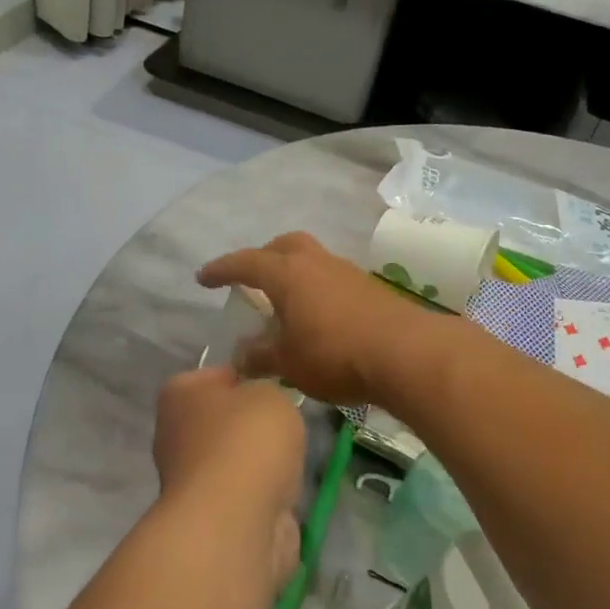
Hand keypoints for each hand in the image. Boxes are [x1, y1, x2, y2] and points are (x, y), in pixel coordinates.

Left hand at [154, 368, 306, 594]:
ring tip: (290, 462)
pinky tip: (283, 495)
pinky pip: (244, 495)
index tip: (275, 387)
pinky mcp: (210, 517)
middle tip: (287, 425)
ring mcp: (190, 480)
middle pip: (223, 421)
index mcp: (179, 395)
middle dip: (252, 425)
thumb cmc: (247, 442)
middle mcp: (175, 434)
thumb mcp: (270, 394)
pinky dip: (263, 497)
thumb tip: (260, 405)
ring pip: (235, 460)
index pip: (214, 376)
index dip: (246, 378)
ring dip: (259, 464)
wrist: (235, 523)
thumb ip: (266, 390)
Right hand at [196, 233, 433, 405]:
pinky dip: (316, 289)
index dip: (221, 269)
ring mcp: (346, 272)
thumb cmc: (335, 354)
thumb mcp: (288, 362)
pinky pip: (332, 278)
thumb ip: (259, 356)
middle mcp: (315, 263)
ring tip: (285, 302)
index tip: (203, 278)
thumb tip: (240, 355)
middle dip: (263, 257)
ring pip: (311, 259)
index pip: (245, 262)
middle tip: (251, 279)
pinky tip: (318, 316)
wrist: (406, 353)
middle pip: (284, 245)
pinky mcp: (370, 288)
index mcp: (287, 274)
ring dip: (294, 273)